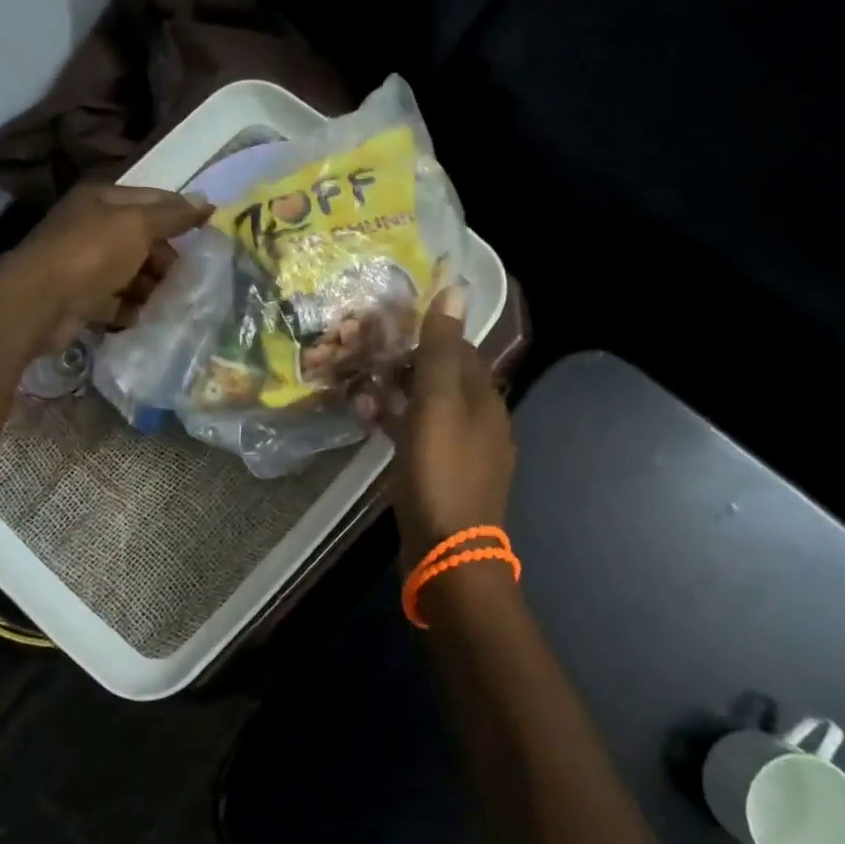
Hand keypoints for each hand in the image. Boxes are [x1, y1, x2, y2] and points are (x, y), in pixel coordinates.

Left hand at [0, 184, 211, 350]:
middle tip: (188, 276)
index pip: (154, 199)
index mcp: (103, 200)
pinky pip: (116, 300)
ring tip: (173, 300)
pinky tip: (146, 316)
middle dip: (167, 257)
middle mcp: (92, 226)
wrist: (40, 302)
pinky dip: (131, 308)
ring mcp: (84, 263)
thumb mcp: (138, 225)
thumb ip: (173, 215)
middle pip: (142, 238)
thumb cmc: (92, 253)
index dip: (182, 213)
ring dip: (153, 285)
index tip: (210, 233)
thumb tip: (207, 203)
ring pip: (131, 271)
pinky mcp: (81, 297)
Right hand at [387, 286, 515, 567]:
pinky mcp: (444, 478)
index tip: (387, 330)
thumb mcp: (437, 403)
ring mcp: (465, 453)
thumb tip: (456, 288)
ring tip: (360, 393)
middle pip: (443, 379)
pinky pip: (421, 440)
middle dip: (406, 366)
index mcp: (484, 399)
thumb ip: (442, 349)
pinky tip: (372, 427)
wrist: (449, 554)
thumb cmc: (441, 472)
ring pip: (430, 410)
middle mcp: (481, 422)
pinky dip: (399, 427)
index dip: (426, 336)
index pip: (459, 350)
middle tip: (365, 360)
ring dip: (398, 396)